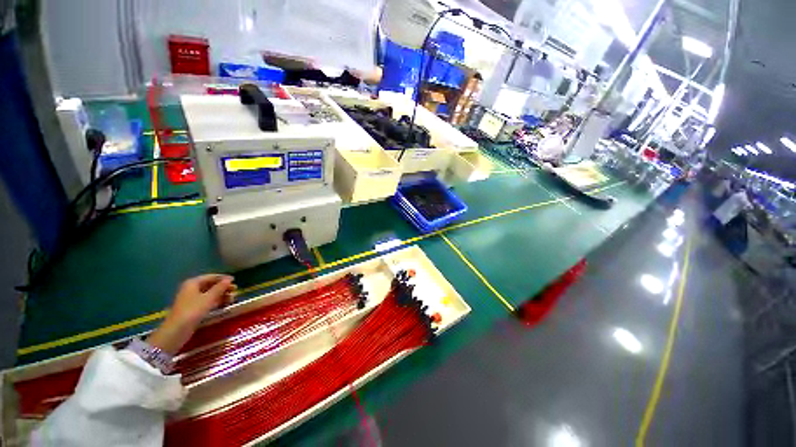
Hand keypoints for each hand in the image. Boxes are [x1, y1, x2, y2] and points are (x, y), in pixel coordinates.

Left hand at [147, 274, 236, 354]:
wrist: (176, 331)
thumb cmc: (193, 311)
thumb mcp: (209, 298)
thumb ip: (220, 287)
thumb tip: (229, 279)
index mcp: (193, 283)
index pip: (211, 277)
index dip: (223, 278)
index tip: (235, 281)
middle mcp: (191, 289)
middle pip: (211, 285)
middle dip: (223, 288)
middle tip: (235, 291)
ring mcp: (192, 299)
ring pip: (210, 294)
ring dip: (221, 295)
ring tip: (232, 299)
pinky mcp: (193, 309)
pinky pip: (207, 301)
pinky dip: (216, 302)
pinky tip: (224, 304)